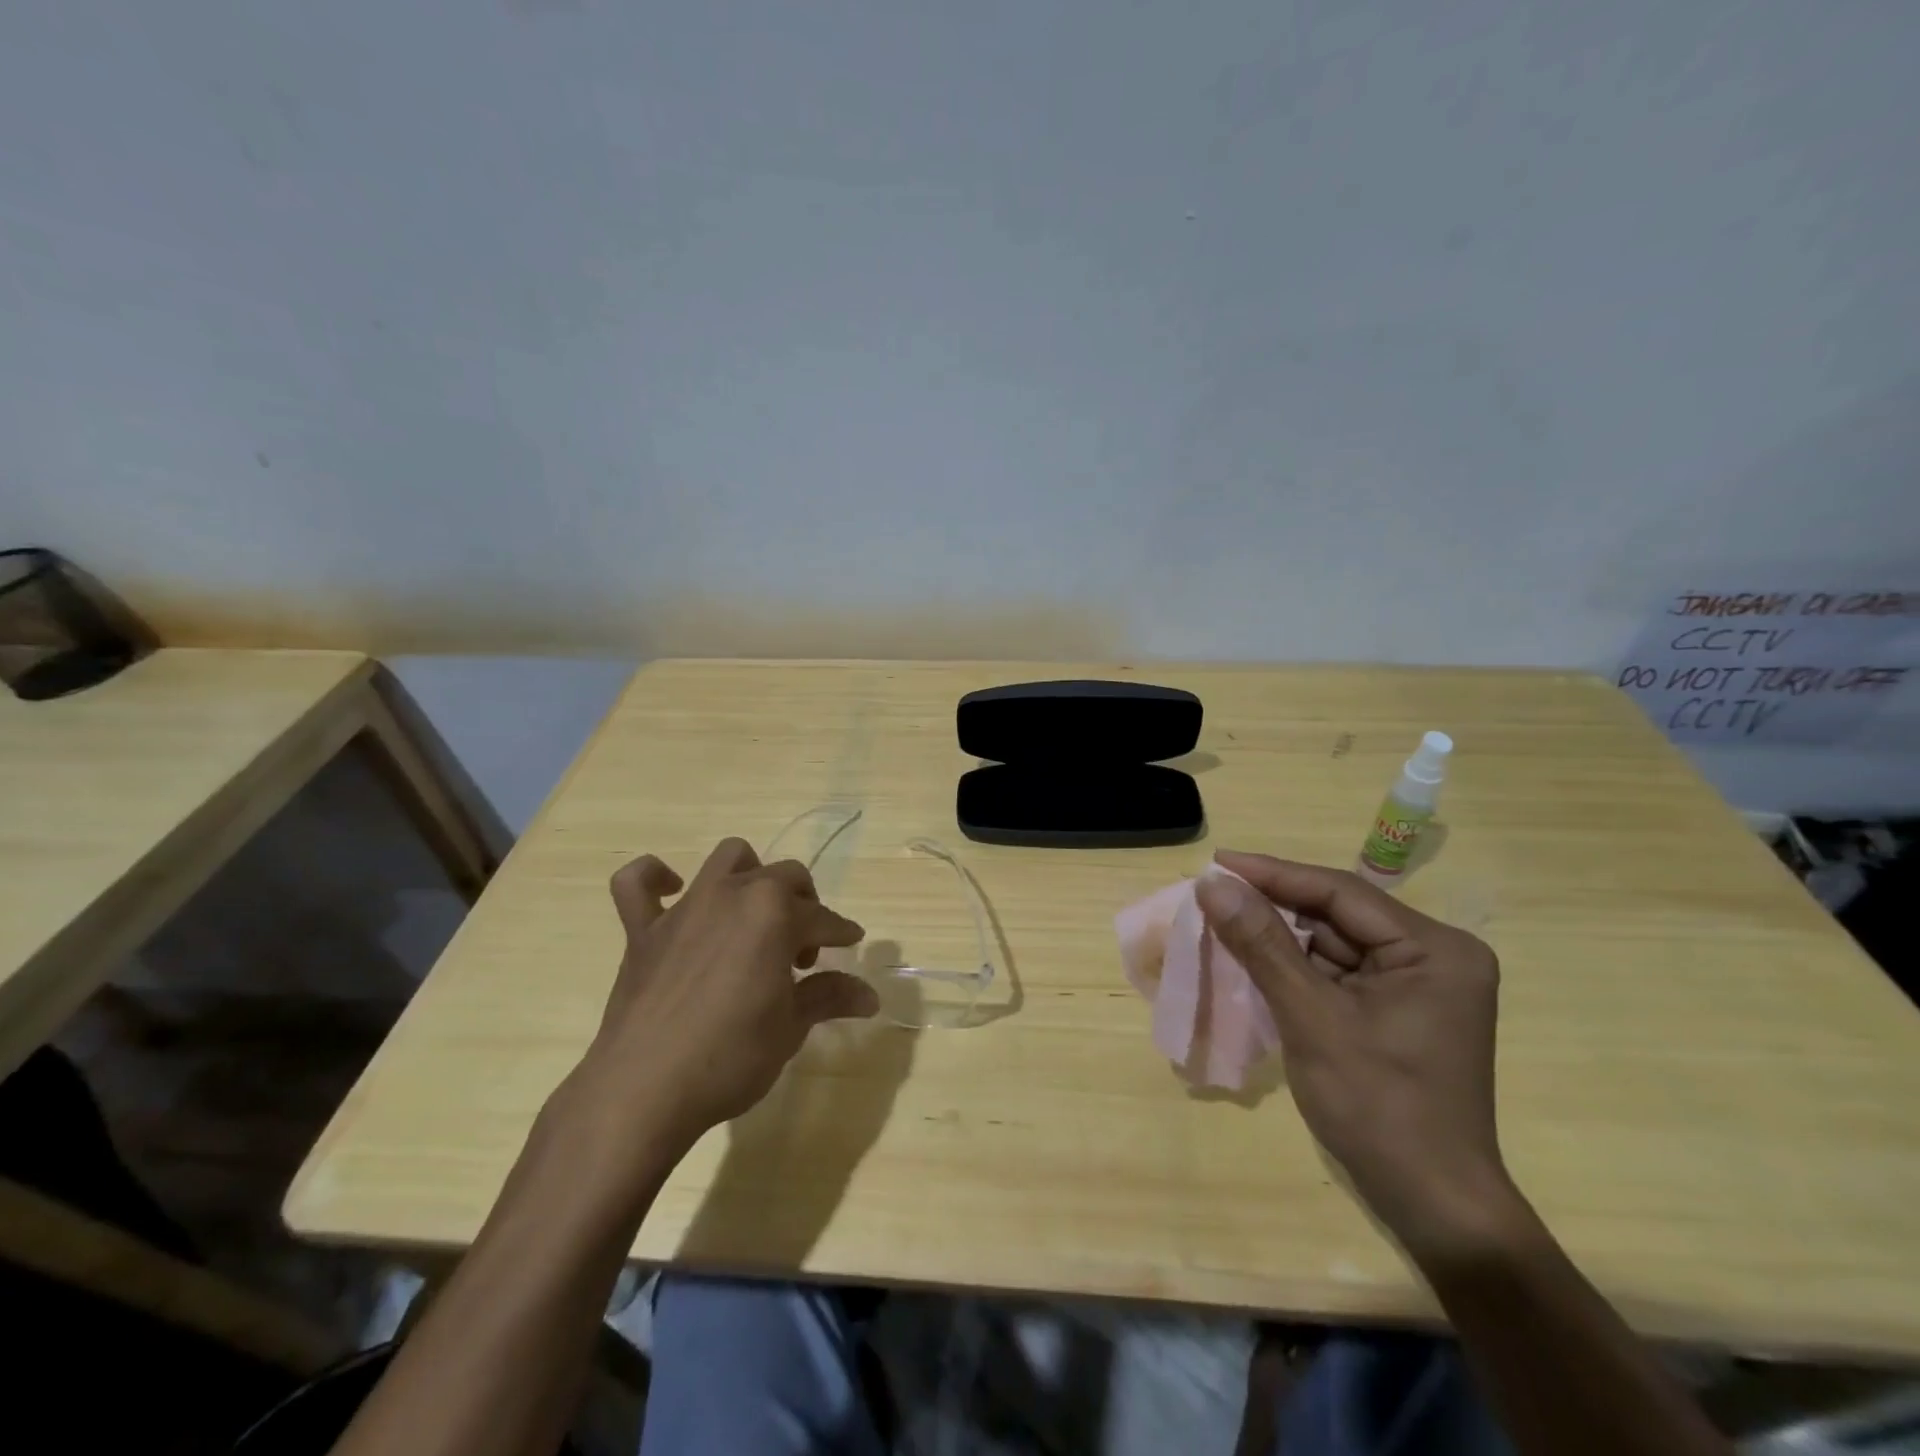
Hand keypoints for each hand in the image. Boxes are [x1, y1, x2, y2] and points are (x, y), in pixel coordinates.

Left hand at [574, 838, 877, 1155]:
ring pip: (728, 859)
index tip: (852, 944)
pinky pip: (637, 883)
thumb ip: (829, 997)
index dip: (841, 932)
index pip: (822, 917)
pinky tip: (672, 890)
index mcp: (775, 913)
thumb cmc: (731, 1056)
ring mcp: (686, 908)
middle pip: (784, 877)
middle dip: (803, 905)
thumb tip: (870, 996)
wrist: (645, 1090)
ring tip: (754, 914)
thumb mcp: (791, 1027)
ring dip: (749, 875)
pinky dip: (655, 877)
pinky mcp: (643, 930)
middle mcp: (733, 894)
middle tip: (802, 953)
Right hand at [1195, 851, 1521, 1262]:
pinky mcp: (1397, 1010)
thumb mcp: (1311, 1017)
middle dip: (1273, 908)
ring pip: (1331, 943)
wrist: (1432, 1206)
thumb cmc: (1378, 1107)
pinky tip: (1252, 962)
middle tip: (1211, 894)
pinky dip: (1294, 969)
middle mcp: (1433, 956)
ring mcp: (1416, 985)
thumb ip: (1261, 944)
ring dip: (1278, 938)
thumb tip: (1211, 884)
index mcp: (1434, 948)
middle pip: (1336, 915)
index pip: (1340, 891)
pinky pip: (1336, 972)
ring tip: (1221, 923)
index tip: (1216, 862)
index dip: (1273, 874)